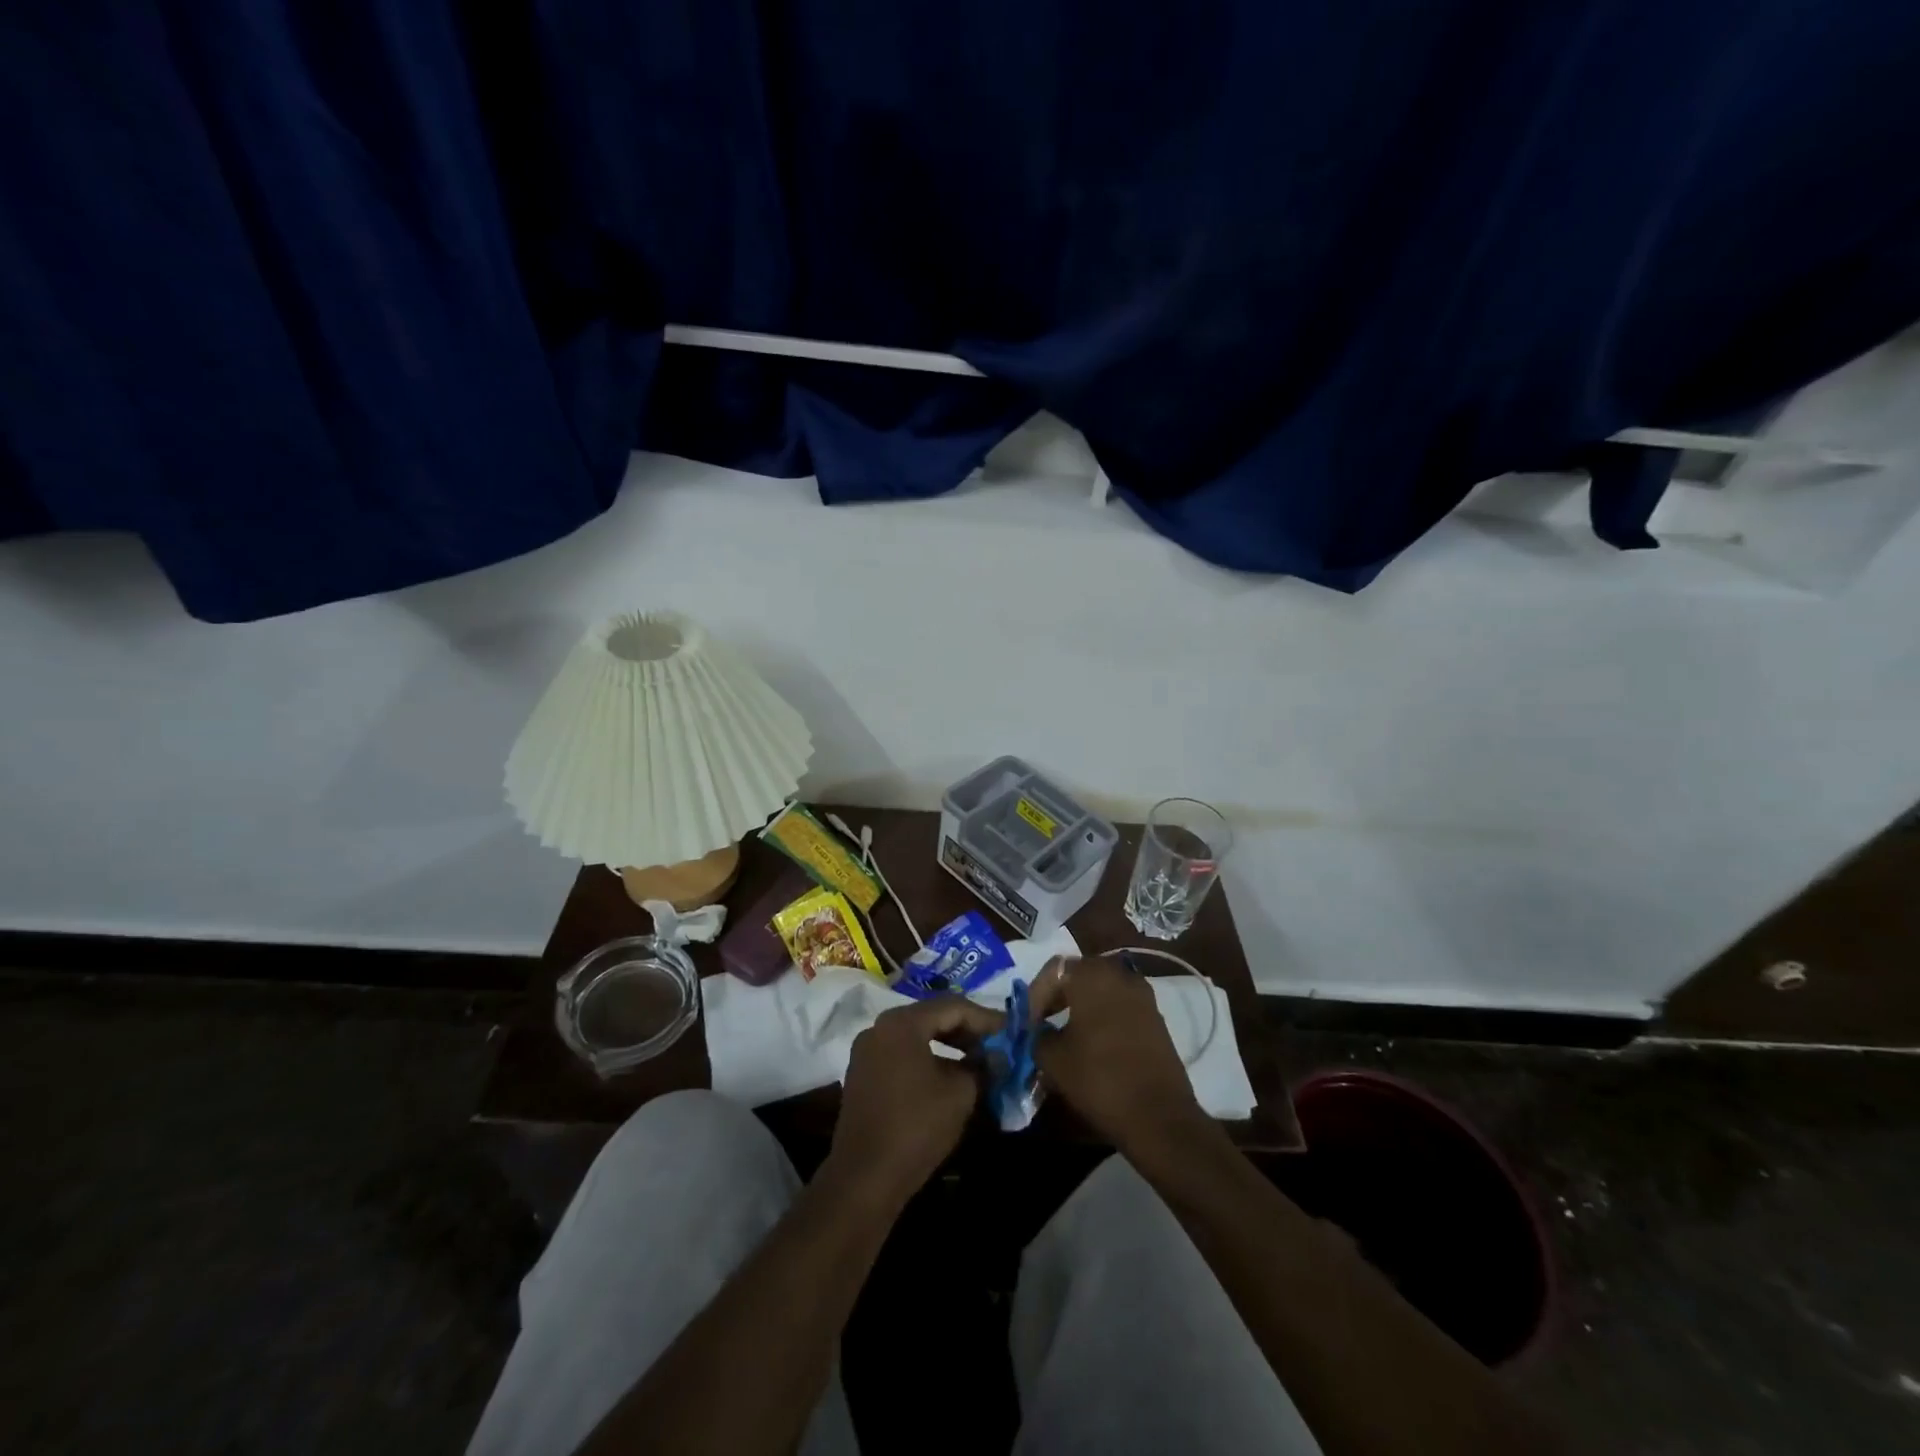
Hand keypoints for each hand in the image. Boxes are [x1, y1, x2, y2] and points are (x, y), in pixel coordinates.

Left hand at [827, 996, 999, 1207]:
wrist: (864, 1178)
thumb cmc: (916, 1127)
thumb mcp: (960, 1094)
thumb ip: (982, 1067)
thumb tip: (997, 1058)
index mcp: (901, 1023)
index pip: (953, 1007)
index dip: (986, 1019)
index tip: (1011, 1032)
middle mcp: (880, 1028)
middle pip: (933, 1017)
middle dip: (968, 1031)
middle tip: (997, 1046)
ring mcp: (868, 1051)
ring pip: (917, 1036)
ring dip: (949, 1046)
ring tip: (979, 1061)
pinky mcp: (863, 1075)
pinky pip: (903, 1054)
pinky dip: (929, 1059)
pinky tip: (950, 1076)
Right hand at [1027, 956, 1209, 1157]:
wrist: (1159, 1116)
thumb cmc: (1099, 1079)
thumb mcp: (1053, 1059)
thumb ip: (1038, 1036)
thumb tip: (1039, 1032)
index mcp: (1092, 975)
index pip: (1053, 970)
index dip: (1035, 995)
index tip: (1027, 1023)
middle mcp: (1120, 975)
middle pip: (1079, 974)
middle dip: (1058, 996)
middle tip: (1043, 1022)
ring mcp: (1143, 996)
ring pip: (1102, 989)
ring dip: (1082, 1006)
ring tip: (1066, 1034)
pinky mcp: (1156, 1018)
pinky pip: (1121, 1006)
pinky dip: (1103, 1017)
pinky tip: (1093, 1043)